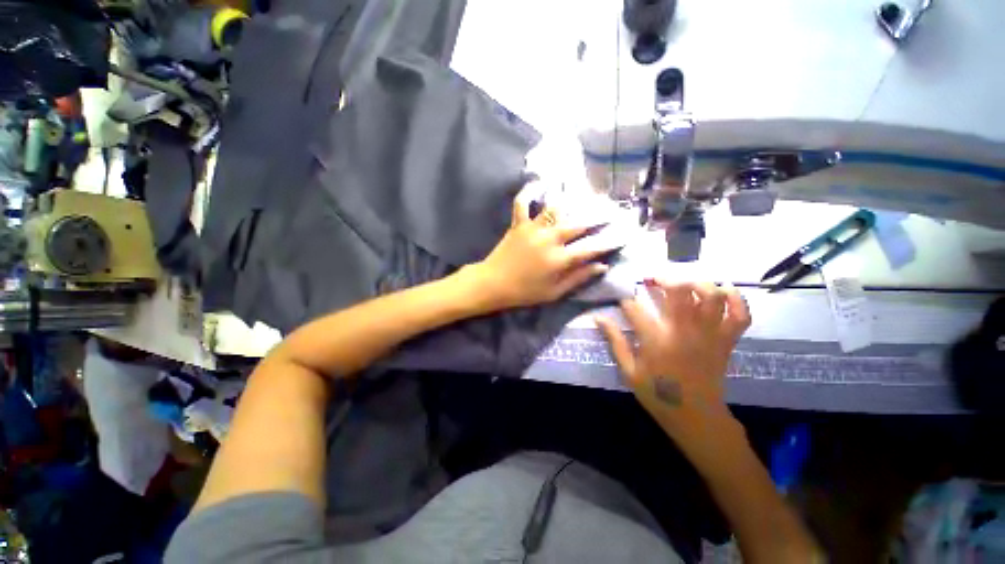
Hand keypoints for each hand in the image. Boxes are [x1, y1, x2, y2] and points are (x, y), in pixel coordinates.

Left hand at [467, 185, 609, 309]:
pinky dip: (528, 193)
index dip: (609, 241)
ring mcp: (532, 229)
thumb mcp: (554, 292)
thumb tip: (601, 266)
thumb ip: (578, 278)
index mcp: (559, 259)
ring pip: (555, 210)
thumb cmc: (525, 292)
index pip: (591, 248)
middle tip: (610, 211)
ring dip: (571, 202)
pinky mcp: (518, 224)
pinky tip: (537, 184)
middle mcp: (549, 239)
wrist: (493, 284)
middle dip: (597, 217)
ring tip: (583, 195)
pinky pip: (522, 203)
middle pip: (578, 224)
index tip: (624, 234)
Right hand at [594, 279, 750, 440]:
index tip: (622, 303)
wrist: (696, 417)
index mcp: (657, 341)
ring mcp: (709, 335)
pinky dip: (736, 299)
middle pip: (679, 291)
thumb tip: (598, 318)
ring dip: (697, 283)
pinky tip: (725, 289)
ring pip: (712, 296)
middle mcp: (684, 331)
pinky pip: (740, 315)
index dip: (626, 302)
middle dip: (663, 279)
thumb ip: (615, 342)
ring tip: (684, 283)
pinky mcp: (726, 341)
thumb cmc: (658, 394)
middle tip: (652, 280)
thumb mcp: (629, 371)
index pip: (636, 309)